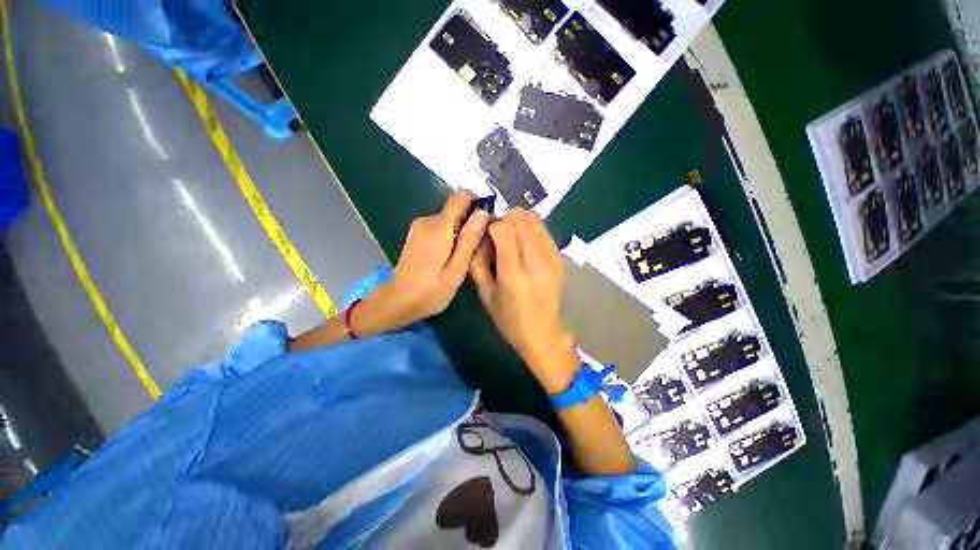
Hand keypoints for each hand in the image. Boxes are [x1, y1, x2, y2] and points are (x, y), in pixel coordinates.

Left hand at [353, 191, 489, 335]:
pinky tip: (450, 258)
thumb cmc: (430, 291)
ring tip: (464, 258)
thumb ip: (470, 239)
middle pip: (457, 210)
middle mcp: (427, 221)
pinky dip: (450, 237)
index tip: (487, 222)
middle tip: (477, 250)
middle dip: (471, 224)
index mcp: (438, 227)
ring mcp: (420, 227)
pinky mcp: (417, 234)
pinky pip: (441, 227)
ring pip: (450, 220)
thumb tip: (483, 213)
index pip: (461, 197)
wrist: (398, 302)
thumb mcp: (457, 269)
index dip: (477, 203)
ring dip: (461, 233)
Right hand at [470, 209, 578, 393]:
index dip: (491, 224)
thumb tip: (482, 236)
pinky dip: (530, 228)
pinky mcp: (559, 257)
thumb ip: (478, 262)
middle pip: (521, 218)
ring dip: (518, 221)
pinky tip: (523, 243)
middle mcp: (536, 262)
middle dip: (504, 219)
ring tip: (510, 237)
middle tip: (497, 234)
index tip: (486, 233)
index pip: (503, 229)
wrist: (542, 334)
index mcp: (514, 275)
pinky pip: (543, 229)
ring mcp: (552, 258)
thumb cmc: (509, 319)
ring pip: (534, 218)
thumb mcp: (485, 294)